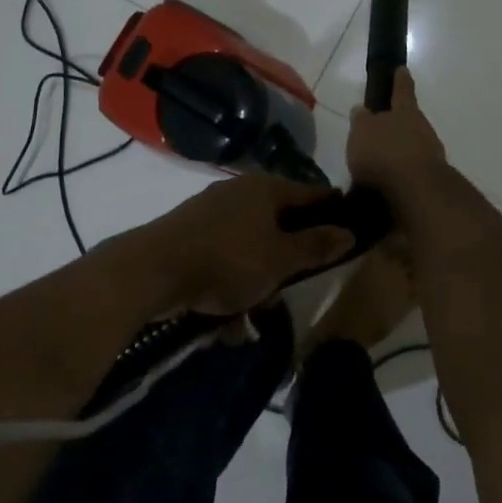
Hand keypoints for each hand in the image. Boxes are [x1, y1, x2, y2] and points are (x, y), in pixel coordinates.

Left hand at [141, 174, 353, 317]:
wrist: (152, 270)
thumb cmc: (227, 259)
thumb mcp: (279, 260)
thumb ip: (315, 246)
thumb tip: (348, 231)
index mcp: (265, 187)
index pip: (311, 194)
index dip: (332, 211)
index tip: (349, 231)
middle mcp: (239, 190)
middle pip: (278, 219)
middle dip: (289, 255)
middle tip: (296, 284)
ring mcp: (211, 210)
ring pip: (250, 242)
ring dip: (258, 275)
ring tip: (257, 312)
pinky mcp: (189, 232)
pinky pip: (223, 255)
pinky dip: (231, 279)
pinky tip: (228, 315)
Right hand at [346, 68, 448, 200]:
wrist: (417, 191)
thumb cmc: (384, 153)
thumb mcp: (362, 133)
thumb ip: (362, 120)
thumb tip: (362, 109)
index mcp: (405, 111)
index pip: (402, 89)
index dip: (400, 79)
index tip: (402, 69)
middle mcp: (422, 127)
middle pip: (409, 120)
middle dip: (397, 124)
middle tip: (380, 132)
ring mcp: (431, 153)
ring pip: (413, 145)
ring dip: (398, 151)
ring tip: (378, 164)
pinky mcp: (432, 177)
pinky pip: (413, 169)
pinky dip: (402, 172)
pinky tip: (388, 183)